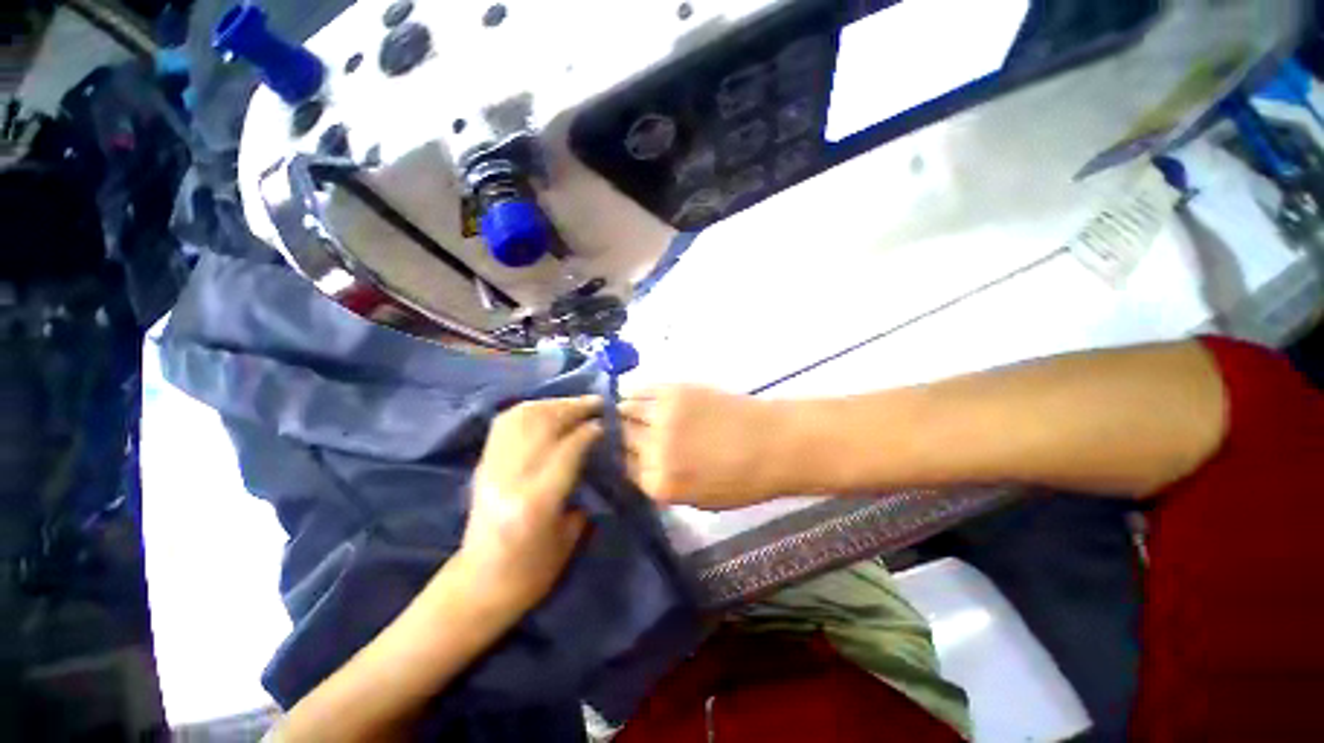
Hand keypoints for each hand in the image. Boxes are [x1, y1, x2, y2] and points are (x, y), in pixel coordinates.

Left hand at [458, 397, 602, 617]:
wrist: (477, 586)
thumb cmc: (531, 573)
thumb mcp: (568, 538)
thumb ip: (581, 491)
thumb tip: (592, 454)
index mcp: (536, 502)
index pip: (567, 448)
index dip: (589, 430)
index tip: (606, 422)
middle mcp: (510, 478)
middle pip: (543, 425)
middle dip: (573, 408)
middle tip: (596, 404)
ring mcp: (490, 468)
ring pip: (522, 418)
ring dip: (552, 404)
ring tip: (574, 404)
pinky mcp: (481, 464)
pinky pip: (505, 424)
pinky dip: (529, 410)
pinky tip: (546, 410)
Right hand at [621, 386, 790, 509]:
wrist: (774, 443)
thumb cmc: (743, 480)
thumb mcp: (699, 500)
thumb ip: (663, 485)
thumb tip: (641, 467)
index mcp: (660, 484)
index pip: (622, 470)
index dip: (621, 461)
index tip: (621, 454)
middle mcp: (654, 450)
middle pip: (620, 440)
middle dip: (618, 437)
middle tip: (622, 432)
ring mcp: (662, 417)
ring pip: (624, 411)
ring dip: (621, 413)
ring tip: (623, 412)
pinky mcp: (674, 391)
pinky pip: (641, 389)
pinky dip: (632, 393)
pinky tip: (631, 395)